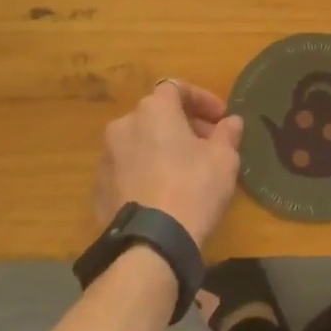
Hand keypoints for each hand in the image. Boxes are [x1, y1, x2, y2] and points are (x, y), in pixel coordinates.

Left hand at [93, 81, 243, 248]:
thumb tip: (231, 121)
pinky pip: (128, 170)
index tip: (221, 119)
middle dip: (184, 125)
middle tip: (208, 146)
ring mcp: (107, 157)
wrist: (150, 242)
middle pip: (157, 115)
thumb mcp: (224, 159)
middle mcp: (123, 125)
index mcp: (153, 110)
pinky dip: (146, 172)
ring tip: (186, 172)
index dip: (202, 99)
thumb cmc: (193, 187)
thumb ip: (227, 134)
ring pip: (140, 142)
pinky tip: (164, 194)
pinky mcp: (99, 188)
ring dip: (163, 149)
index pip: (177, 88)